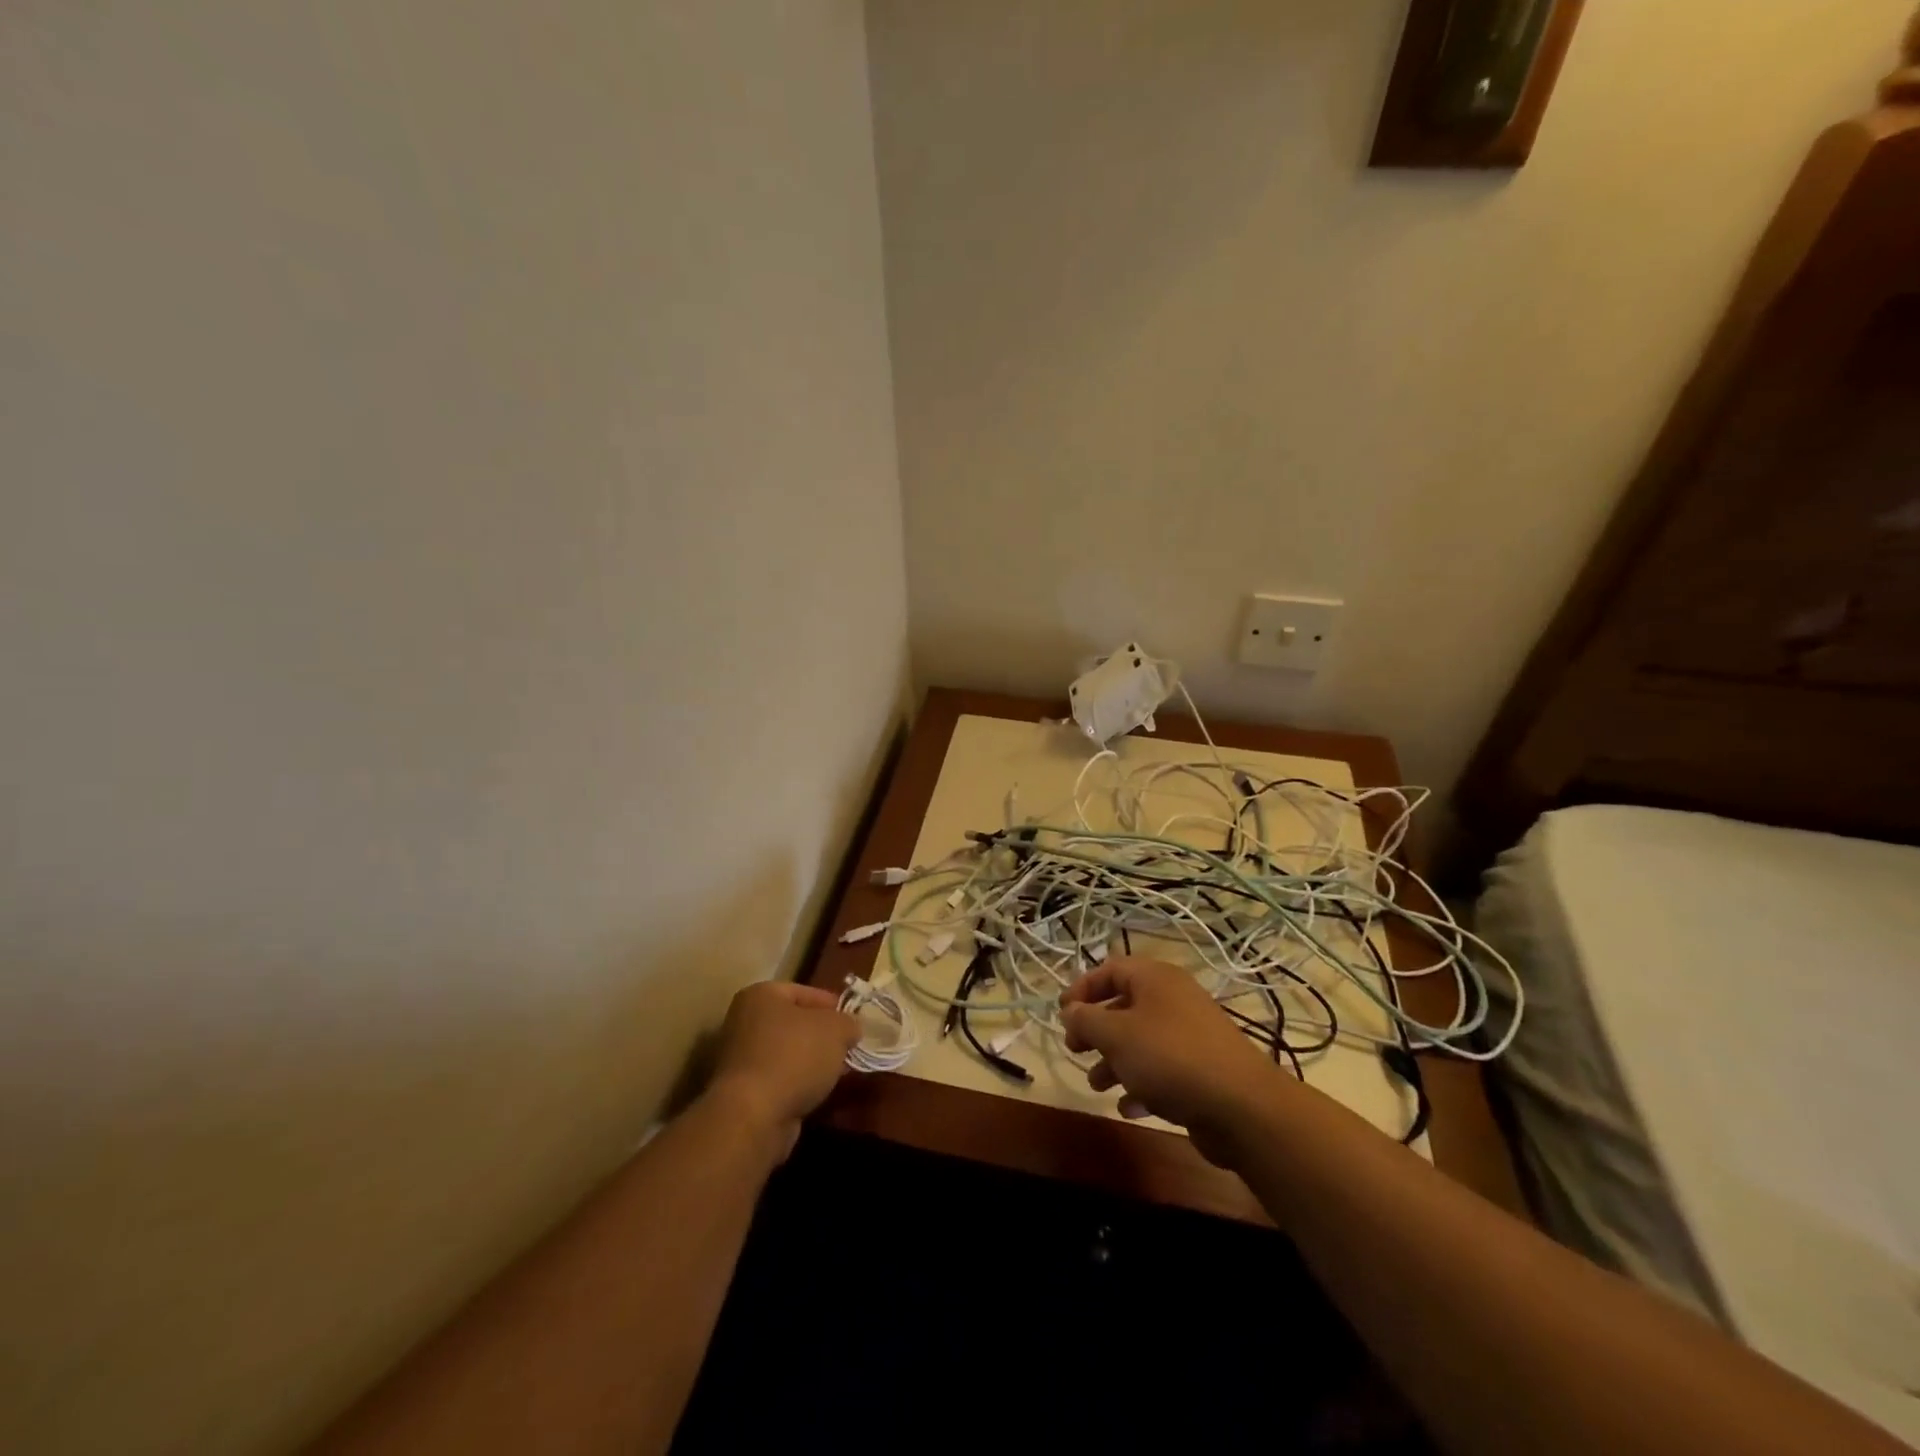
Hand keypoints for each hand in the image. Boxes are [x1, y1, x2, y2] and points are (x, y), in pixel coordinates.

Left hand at [705, 981, 860, 1155]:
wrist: (754, 1117)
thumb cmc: (795, 1056)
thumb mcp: (836, 1029)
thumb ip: (848, 1022)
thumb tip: (850, 1028)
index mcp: (761, 995)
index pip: (804, 992)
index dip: (833, 1005)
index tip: (854, 1021)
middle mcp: (745, 1022)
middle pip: (795, 1023)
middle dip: (823, 1036)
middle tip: (849, 1047)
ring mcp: (741, 1059)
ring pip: (788, 1053)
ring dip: (812, 1062)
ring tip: (840, 1072)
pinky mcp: (743, 1092)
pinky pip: (780, 1079)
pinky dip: (799, 1084)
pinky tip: (819, 1093)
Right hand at [1060, 957, 1283, 1167]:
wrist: (1240, 1106)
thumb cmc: (1169, 1057)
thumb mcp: (1116, 1035)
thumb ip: (1086, 1020)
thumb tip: (1069, 1010)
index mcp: (1155, 979)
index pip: (1110, 969)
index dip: (1082, 988)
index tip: (1062, 1013)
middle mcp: (1174, 999)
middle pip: (1124, 1005)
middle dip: (1096, 1029)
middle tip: (1075, 1049)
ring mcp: (1190, 1035)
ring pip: (1141, 1041)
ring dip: (1114, 1061)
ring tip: (1096, 1084)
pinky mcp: (1202, 1070)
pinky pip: (1162, 1070)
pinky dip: (1141, 1085)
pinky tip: (1128, 1107)